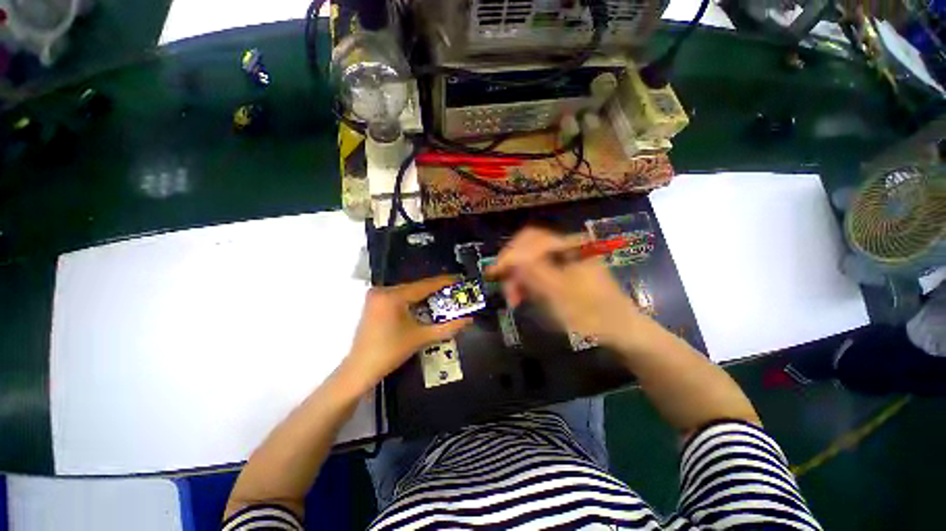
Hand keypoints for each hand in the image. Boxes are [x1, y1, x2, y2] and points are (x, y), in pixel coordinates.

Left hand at [339, 276, 471, 391]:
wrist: (360, 370)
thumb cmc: (390, 353)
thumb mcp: (421, 338)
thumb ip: (447, 327)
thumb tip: (468, 320)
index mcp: (393, 296)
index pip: (425, 285)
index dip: (444, 282)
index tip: (459, 279)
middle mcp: (382, 290)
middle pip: (416, 287)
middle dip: (436, 290)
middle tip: (454, 292)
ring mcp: (376, 296)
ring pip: (408, 291)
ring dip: (425, 296)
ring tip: (444, 298)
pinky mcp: (374, 303)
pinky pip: (399, 296)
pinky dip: (413, 300)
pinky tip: (425, 305)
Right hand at [488, 227, 641, 342]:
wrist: (622, 330)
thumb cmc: (592, 313)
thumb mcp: (559, 294)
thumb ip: (533, 273)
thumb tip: (509, 258)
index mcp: (569, 246)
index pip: (530, 239)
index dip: (509, 254)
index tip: (494, 273)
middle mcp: (566, 247)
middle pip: (529, 248)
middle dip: (513, 267)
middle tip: (507, 290)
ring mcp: (566, 259)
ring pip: (532, 259)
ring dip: (519, 277)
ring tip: (514, 298)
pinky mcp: (564, 271)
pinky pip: (539, 270)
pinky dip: (529, 281)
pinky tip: (525, 294)